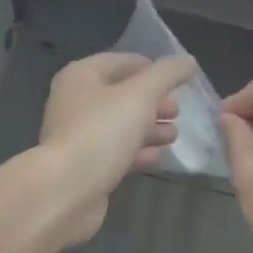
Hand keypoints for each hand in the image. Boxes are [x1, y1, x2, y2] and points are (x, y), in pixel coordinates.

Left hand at [37, 51, 196, 245]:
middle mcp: (75, 102)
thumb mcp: (141, 95)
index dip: (151, 67)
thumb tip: (188, 61)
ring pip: (120, 125)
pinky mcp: (84, 165)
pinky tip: (157, 157)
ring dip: (149, 128)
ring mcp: (78, 136)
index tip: (178, 79)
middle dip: (153, 102)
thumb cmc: (101, 132)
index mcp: (81, 76)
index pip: (121, 61)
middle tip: (178, 110)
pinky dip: (137, 152)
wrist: (65, 191)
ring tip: (174, 135)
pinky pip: (115, 151)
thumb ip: (167, 74)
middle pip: (122, 94)